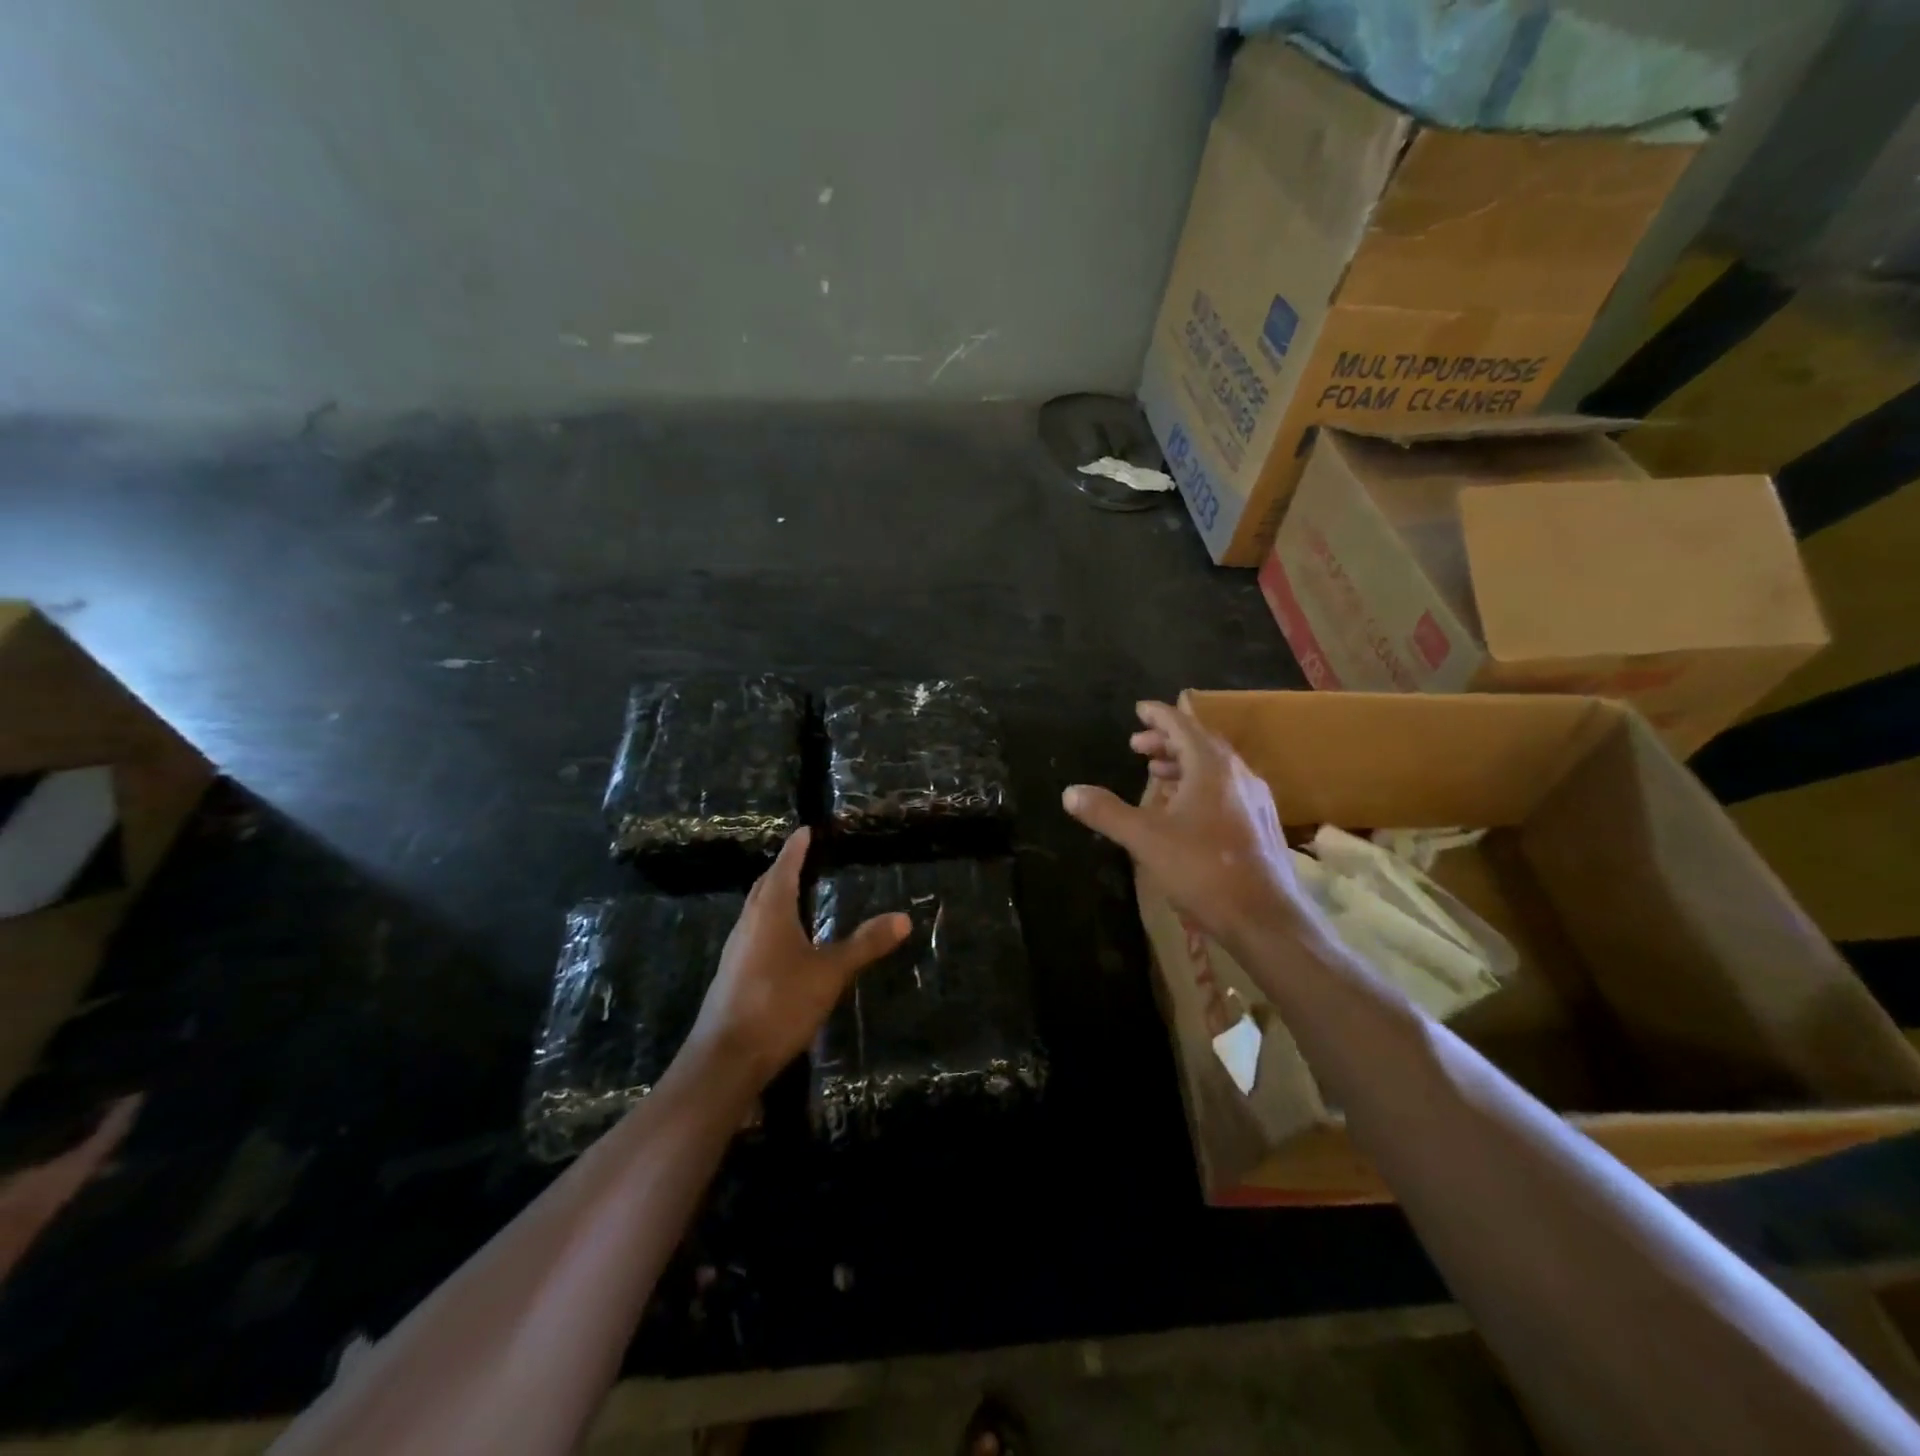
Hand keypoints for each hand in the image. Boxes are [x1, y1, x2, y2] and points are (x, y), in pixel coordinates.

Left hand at [688, 828, 910, 1087]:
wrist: (726, 1059)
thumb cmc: (779, 1003)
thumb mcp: (831, 972)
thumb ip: (866, 944)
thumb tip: (904, 918)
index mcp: (770, 912)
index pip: (784, 867)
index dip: (795, 848)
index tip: (805, 830)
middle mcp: (748, 924)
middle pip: (765, 886)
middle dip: (783, 869)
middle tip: (802, 857)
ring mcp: (736, 950)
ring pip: (756, 911)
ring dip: (774, 896)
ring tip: (796, 893)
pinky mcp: (732, 975)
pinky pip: (753, 934)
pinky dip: (770, 923)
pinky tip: (783, 942)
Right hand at [1063, 700, 1310, 949]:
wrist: (1265, 917)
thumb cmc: (1202, 869)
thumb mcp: (1145, 839)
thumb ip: (1107, 812)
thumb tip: (1070, 792)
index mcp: (1211, 767)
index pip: (1182, 725)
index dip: (1158, 715)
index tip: (1139, 709)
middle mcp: (1238, 774)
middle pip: (1200, 743)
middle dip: (1167, 740)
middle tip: (1137, 746)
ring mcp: (1255, 799)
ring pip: (1215, 767)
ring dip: (1183, 763)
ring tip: (1156, 773)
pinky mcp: (1261, 823)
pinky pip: (1226, 788)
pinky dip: (1200, 785)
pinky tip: (1185, 809)